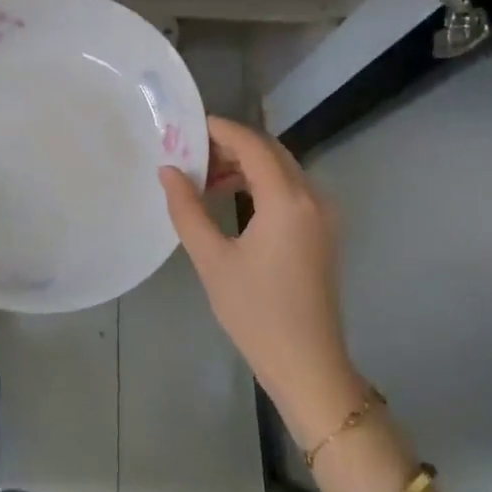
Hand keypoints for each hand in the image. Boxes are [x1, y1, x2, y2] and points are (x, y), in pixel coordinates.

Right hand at [159, 117, 365, 444]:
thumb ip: (187, 209)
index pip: (252, 145)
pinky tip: (233, 199)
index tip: (187, 126)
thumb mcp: (212, 259)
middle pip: (271, 151)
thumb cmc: (255, 313)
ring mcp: (323, 215)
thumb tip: (168, 170)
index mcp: (287, 200)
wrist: (308, 364)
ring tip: (205, 179)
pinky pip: (291, 189)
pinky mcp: (324, 231)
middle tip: (191, 154)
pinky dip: (262, 183)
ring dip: (246, 165)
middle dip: (231, 145)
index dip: (220, 130)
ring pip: (282, 169)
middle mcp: (312, 197)